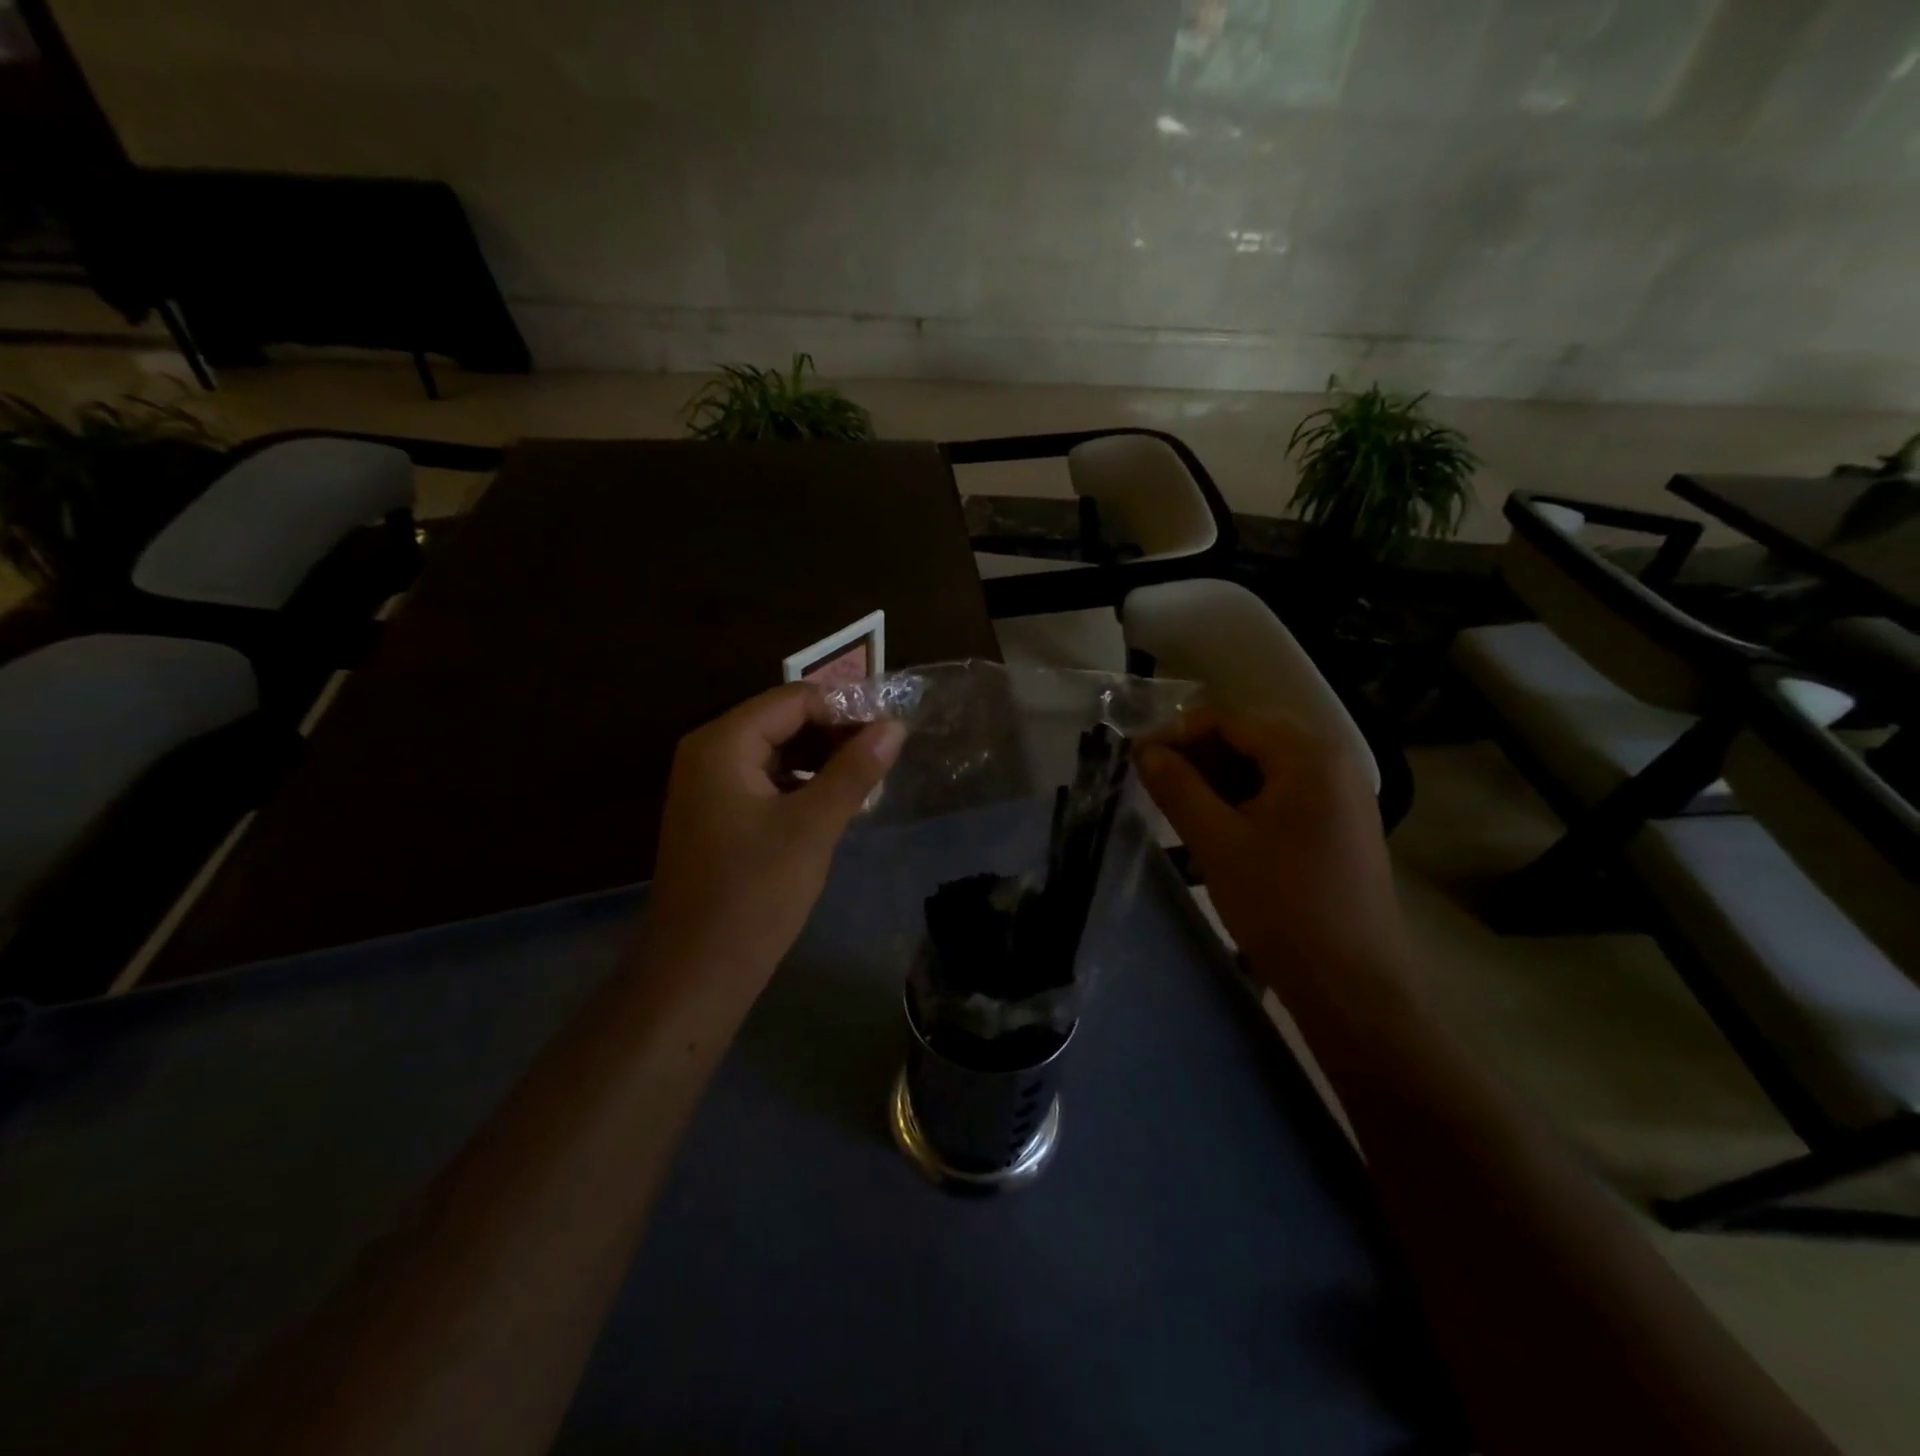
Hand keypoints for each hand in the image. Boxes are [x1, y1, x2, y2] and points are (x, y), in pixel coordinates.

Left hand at [647, 684, 905, 985]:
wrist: (698, 970)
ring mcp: (707, 785)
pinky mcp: (715, 815)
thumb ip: (855, 770)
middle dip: (834, 736)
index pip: (794, 700)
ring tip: (866, 783)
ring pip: (776, 752)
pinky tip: (833, 806)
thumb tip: (894, 726)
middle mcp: (708, 753)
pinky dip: (800, 785)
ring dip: (821, 761)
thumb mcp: (814, 826)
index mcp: (722, 744)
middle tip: (883, 760)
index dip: (845, 710)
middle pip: (782, 721)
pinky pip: (764, 781)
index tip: (890, 732)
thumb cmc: (755, 892)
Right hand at [1136, 709, 1412, 1007]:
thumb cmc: (1281, 906)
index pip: (1231, 719)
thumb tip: (1144, 750)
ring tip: (1180, 814)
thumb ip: (1177, 787)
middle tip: (1157, 785)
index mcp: (1309, 755)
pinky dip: (1246, 806)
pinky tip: (1216, 836)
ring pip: (1267, 771)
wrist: (1352, 987)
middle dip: (1199, 757)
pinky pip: (1285, 798)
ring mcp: (1344, 798)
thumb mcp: (1216, 842)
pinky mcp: (1342, 830)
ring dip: (1219, 783)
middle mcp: (1334, 764)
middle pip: (1252, 740)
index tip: (1139, 759)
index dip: (1179, 733)